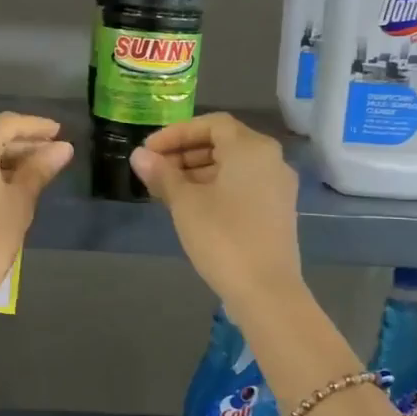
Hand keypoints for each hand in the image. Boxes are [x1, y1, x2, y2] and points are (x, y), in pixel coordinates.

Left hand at [0, 113, 72, 313]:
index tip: (59, 132)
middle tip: (52, 153)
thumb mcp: (19, 202)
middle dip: (21, 144)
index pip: (8, 123)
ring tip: (34, 170)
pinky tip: (6, 182)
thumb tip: (64, 148)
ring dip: (2, 158)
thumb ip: (39, 169)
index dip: (36, 127)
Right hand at [130, 114, 302, 317]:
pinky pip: (243, 185)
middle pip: (224, 143)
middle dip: (185, 153)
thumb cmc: (223, 237)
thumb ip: (162, 174)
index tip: (149, 151)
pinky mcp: (278, 210)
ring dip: (198, 171)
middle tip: (154, 170)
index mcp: (251, 148)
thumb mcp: (185, 203)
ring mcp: (278, 186)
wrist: (266, 290)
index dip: (176, 134)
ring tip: (166, 190)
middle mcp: (271, 160)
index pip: (211, 125)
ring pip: (233, 166)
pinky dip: (216, 187)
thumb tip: (139, 155)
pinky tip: (192, 206)